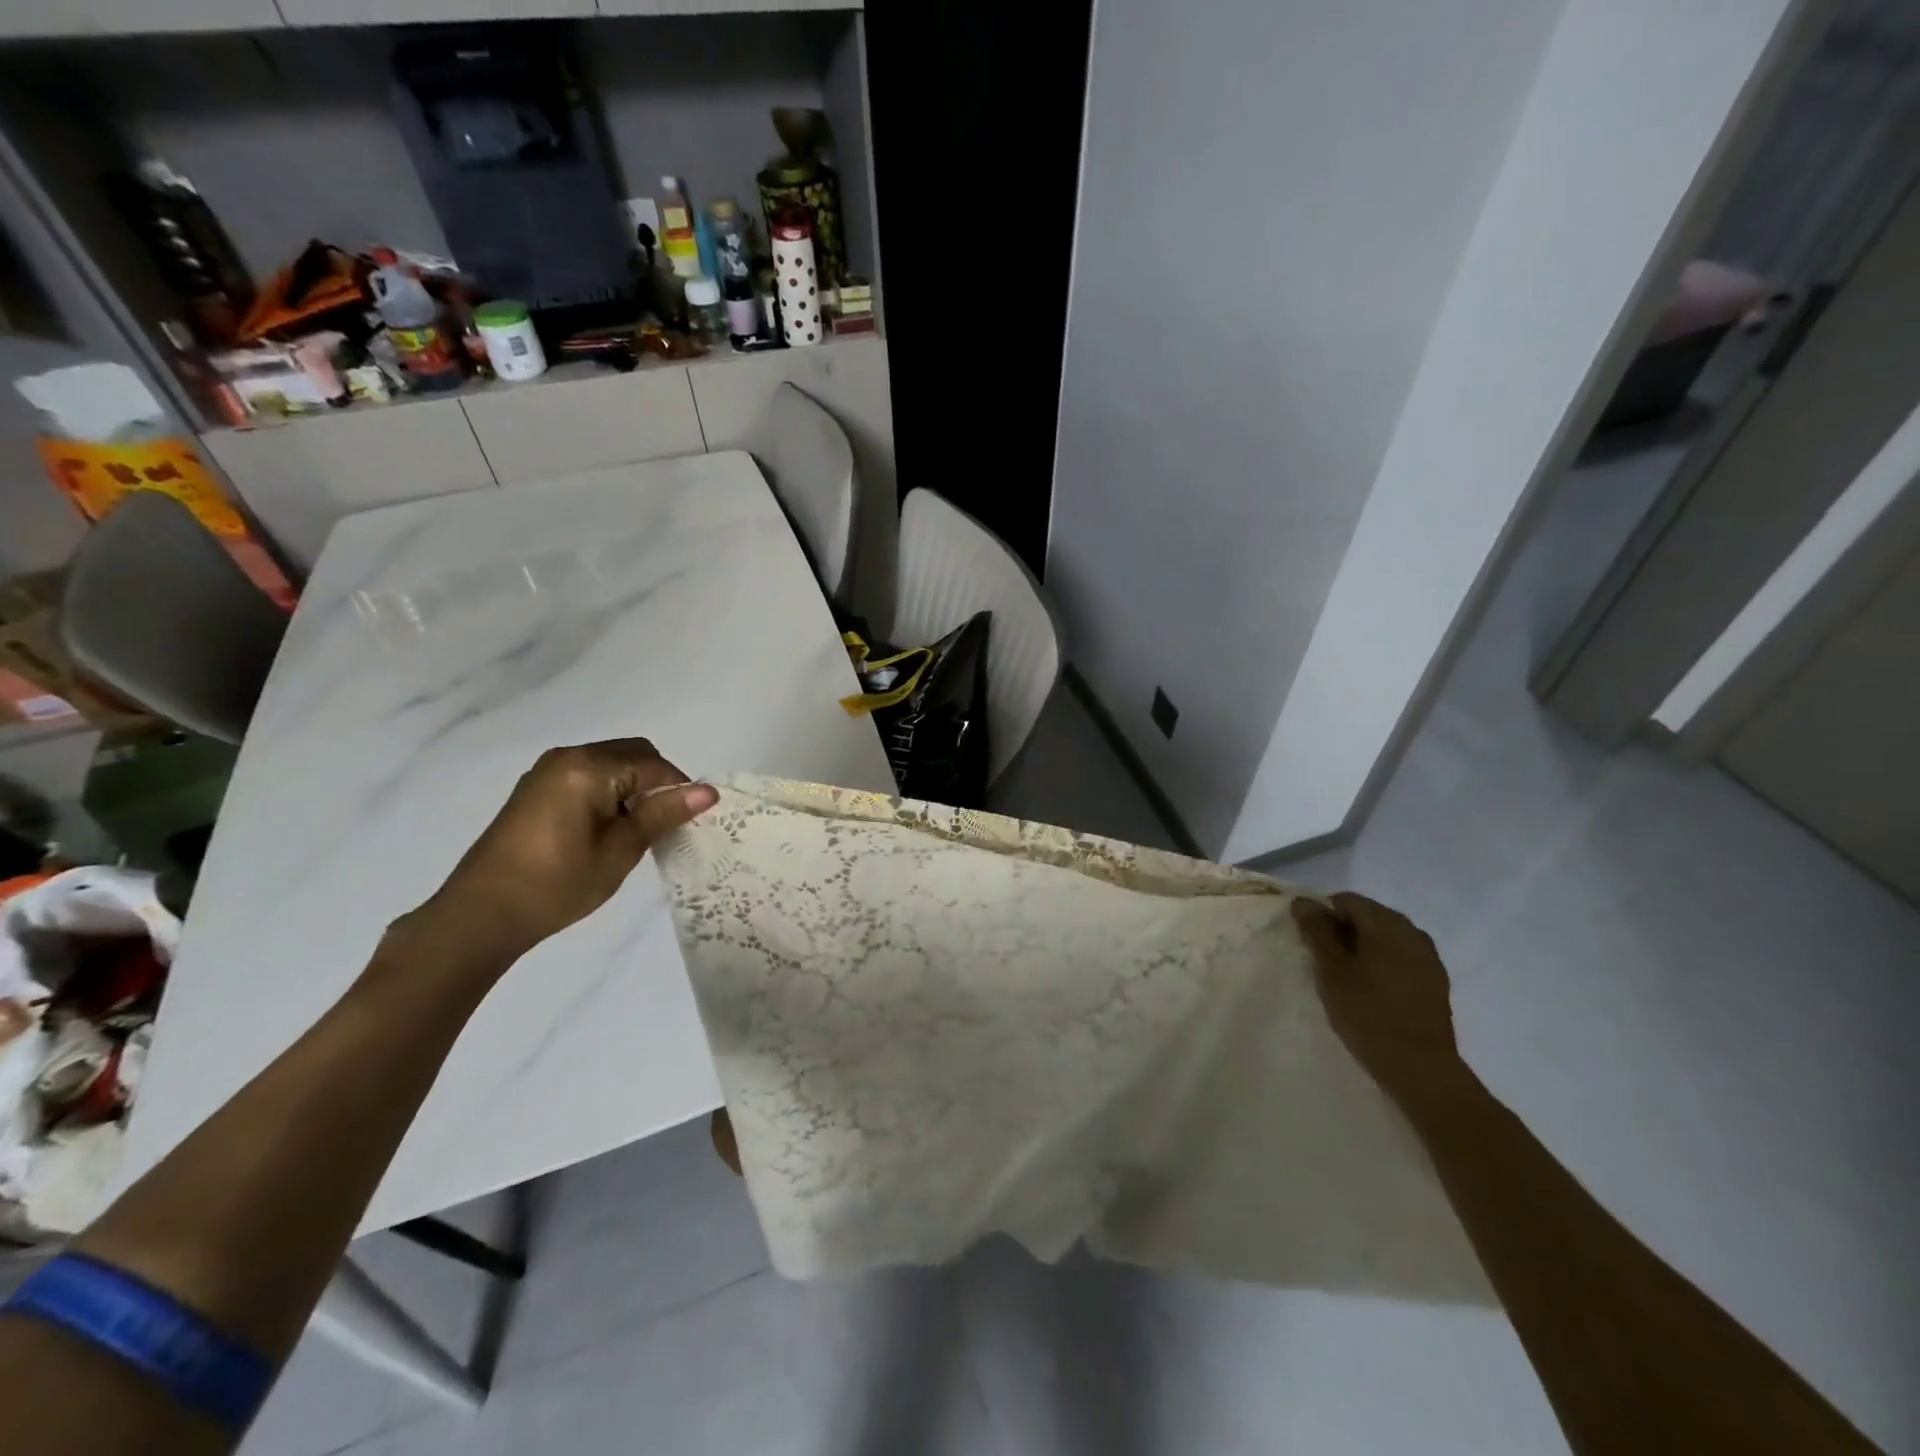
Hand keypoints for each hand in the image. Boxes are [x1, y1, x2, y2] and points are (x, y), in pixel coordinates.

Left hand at [404, 739, 716, 969]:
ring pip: (613, 764)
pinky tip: (607, 831)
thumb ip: (662, 815)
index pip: (654, 765)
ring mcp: (548, 771)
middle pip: (634, 754)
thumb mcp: (619, 851)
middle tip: (663, 827)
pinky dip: (610, 793)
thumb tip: (709, 791)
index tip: (690, 824)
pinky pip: (590, 776)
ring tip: (636, 833)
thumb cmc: (556, 885)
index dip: (680, 790)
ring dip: (634, 789)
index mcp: (589, 767)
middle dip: (657, 784)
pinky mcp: (537, 788)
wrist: (480, 916)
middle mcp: (568, 756)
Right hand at [1293, 892, 1466, 1109]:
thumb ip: (1317, 931)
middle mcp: (1412, 931)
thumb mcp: (1331, 971)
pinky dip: (1382, 961)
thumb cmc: (1367, 1014)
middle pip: (1368, 915)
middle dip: (1343, 930)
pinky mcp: (1436, 979)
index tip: (1310, 942)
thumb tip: (1304, 902)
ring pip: (1386, 936)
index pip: (1346, 900)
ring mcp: (1428, 955)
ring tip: (1347, 975)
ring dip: (1363, 946)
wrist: (1420, 1068)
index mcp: (1386, 924)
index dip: (1322, 914)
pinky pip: (1401, 955)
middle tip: (1324, 960)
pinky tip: (1372, 988)